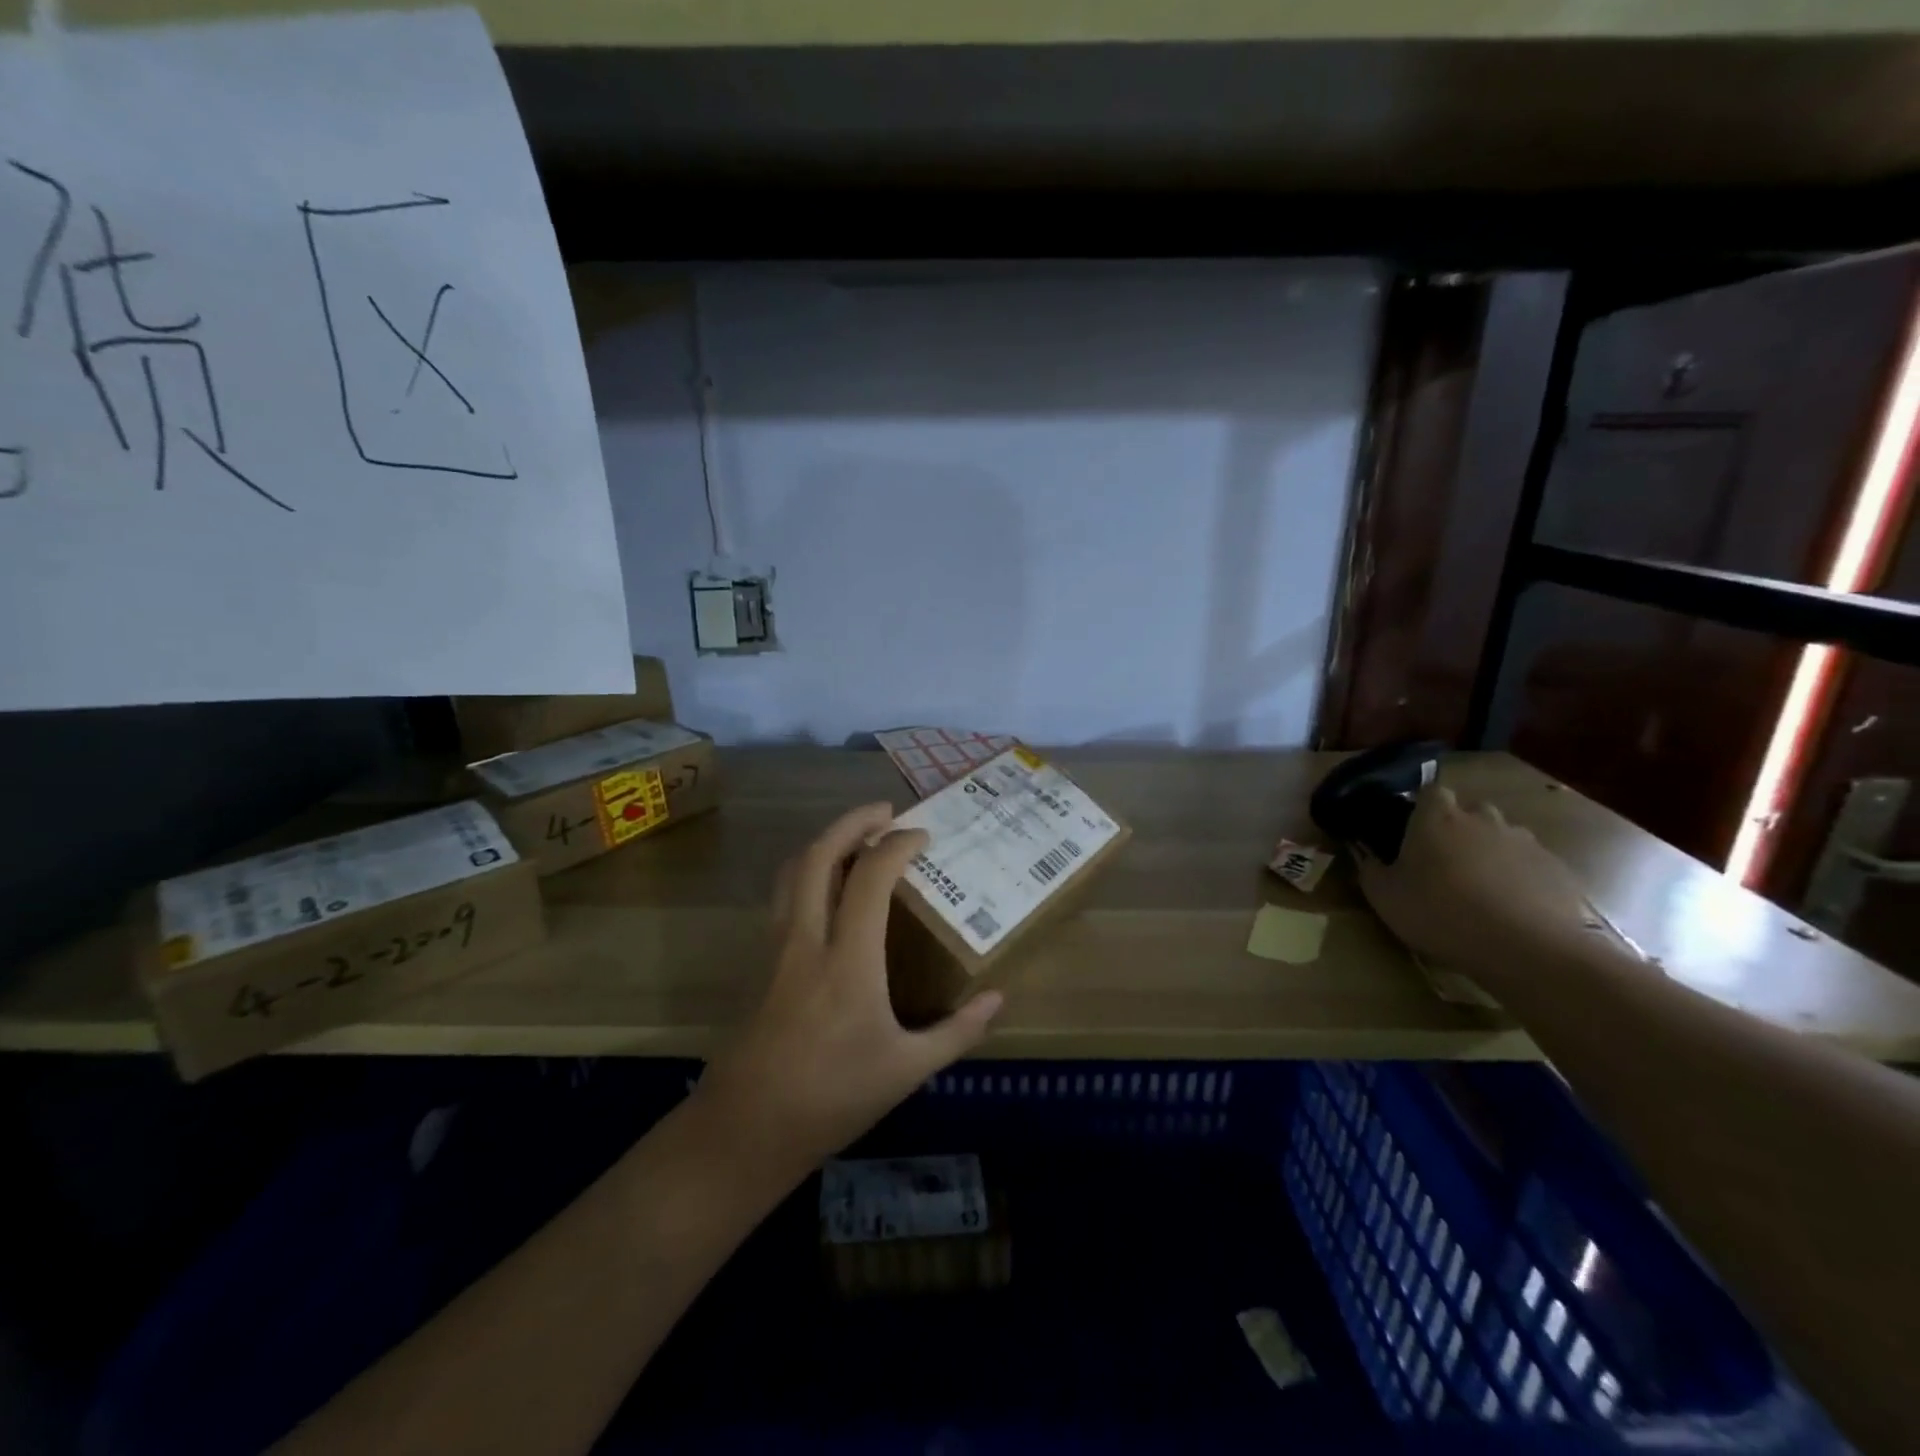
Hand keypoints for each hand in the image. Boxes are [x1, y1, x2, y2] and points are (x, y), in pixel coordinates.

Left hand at [698, 803, 1003, 1170]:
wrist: (746, 1129)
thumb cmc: (833, 1098)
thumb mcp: (907, 1070)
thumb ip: (957, 1031)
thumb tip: (998, 1000)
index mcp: (849, 959)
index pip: (870, 877)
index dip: (897, 845)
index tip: (923, 836)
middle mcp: (808, 939)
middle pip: (819, 855)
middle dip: (852, 822)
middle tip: (885, 811)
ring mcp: (776, 947)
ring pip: (792, 871)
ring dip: (824, 841)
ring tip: (855, 837)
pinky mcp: (760, 961)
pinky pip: (782, 895)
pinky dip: (806, 870)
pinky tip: (826, 888)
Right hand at [1356, 785, 1601, 984]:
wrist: (1528, 949)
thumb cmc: (1441, 914)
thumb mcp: (1385, 897)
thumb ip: (1371, 870)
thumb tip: (1368, 855)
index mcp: (1437, 818)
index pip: (1431, 791)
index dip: (1423, 807)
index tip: (1413, 830)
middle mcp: (1483, 820)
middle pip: (1471, 811)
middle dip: (1460, 829)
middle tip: (1446, 863)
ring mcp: (1526, 843)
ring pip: (1504, 838)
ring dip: (1492, 854)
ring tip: (1482, 890)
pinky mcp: (1558, 870)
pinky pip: (1532, 866)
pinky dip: (1521, 880)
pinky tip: (1514, 910)